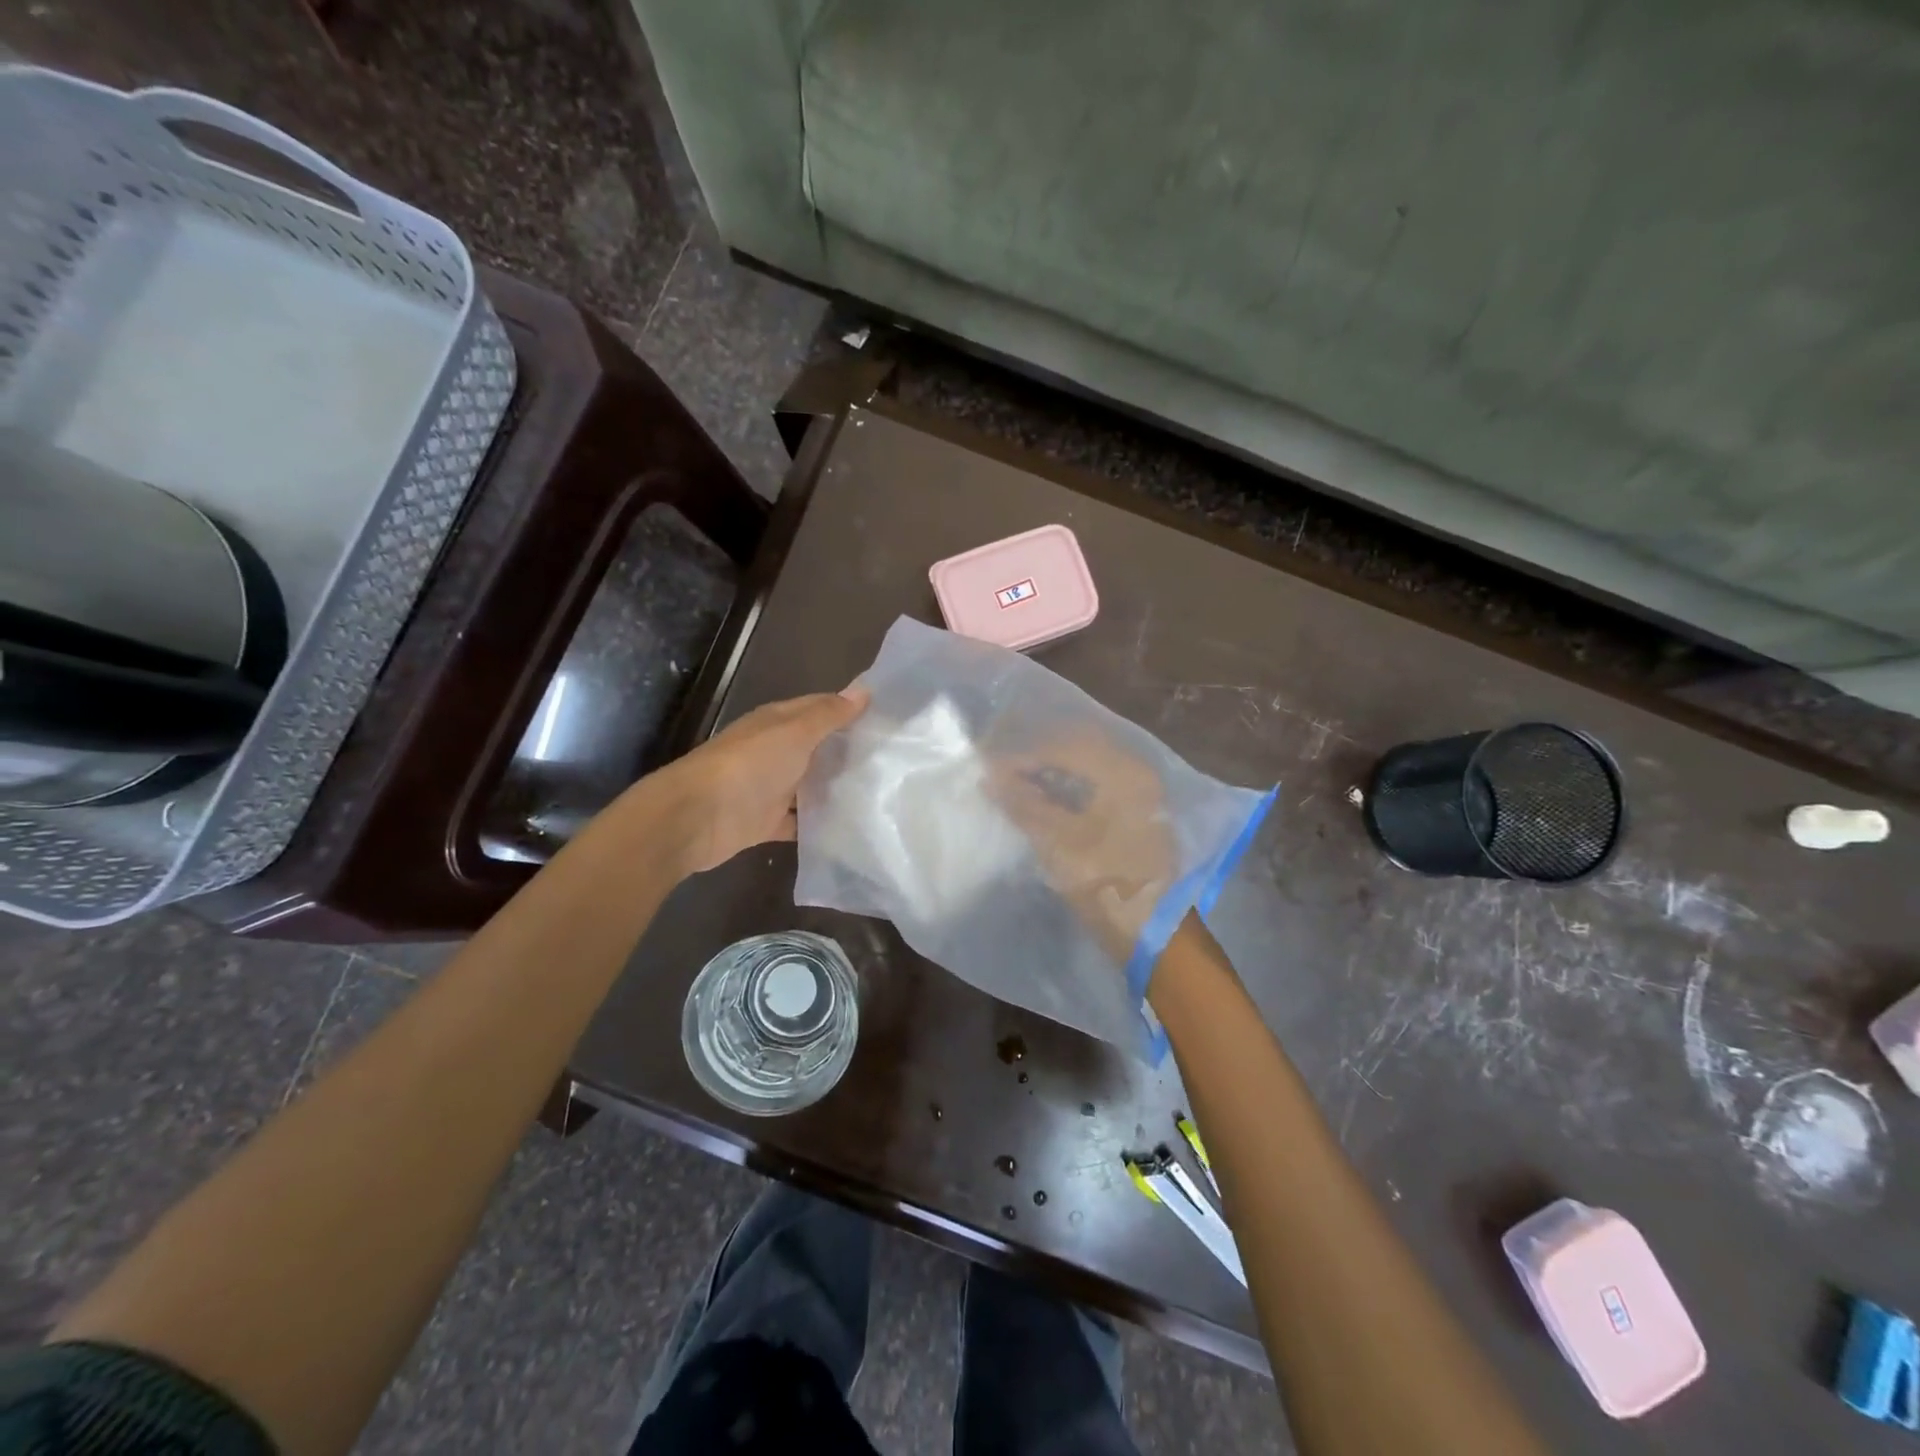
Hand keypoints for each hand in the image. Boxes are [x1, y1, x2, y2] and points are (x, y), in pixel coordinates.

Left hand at [649, 689, 868, 875]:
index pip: (820, 709)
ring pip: (810, 785)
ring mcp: (770, 788)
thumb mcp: (794, 732)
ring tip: (883, 794)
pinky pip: (800, 821)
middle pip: (817, 748)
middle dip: (849, 752)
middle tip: (895, 759)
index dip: (850, 710)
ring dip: (836, 788)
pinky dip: (820, 823)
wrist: (698, 817)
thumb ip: (828, 715)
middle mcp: (775, 752)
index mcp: (778, 723)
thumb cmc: (749, 765)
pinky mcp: (767, 822)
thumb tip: (864, 690)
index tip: (887, 718)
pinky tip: (852, 826)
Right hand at [988, 729, 1175, 962]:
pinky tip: (1045, 801)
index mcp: (1125, 773)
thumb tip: (990, 776)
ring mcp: (1143, 794)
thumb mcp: (1058, 843)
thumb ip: (1023, 804)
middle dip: (1038, 760)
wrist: (1155, 935)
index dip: (1024, 756)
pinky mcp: (1138, 813)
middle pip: (1079, 751)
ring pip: (1088, 769)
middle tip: (1002, 774)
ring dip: (1053, 774)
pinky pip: (1098, 787)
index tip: (990, 769)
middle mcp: (1139, 773)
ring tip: (1017, 787)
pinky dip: (1070, 789)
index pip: (1066, 747)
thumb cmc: (1107, 885)